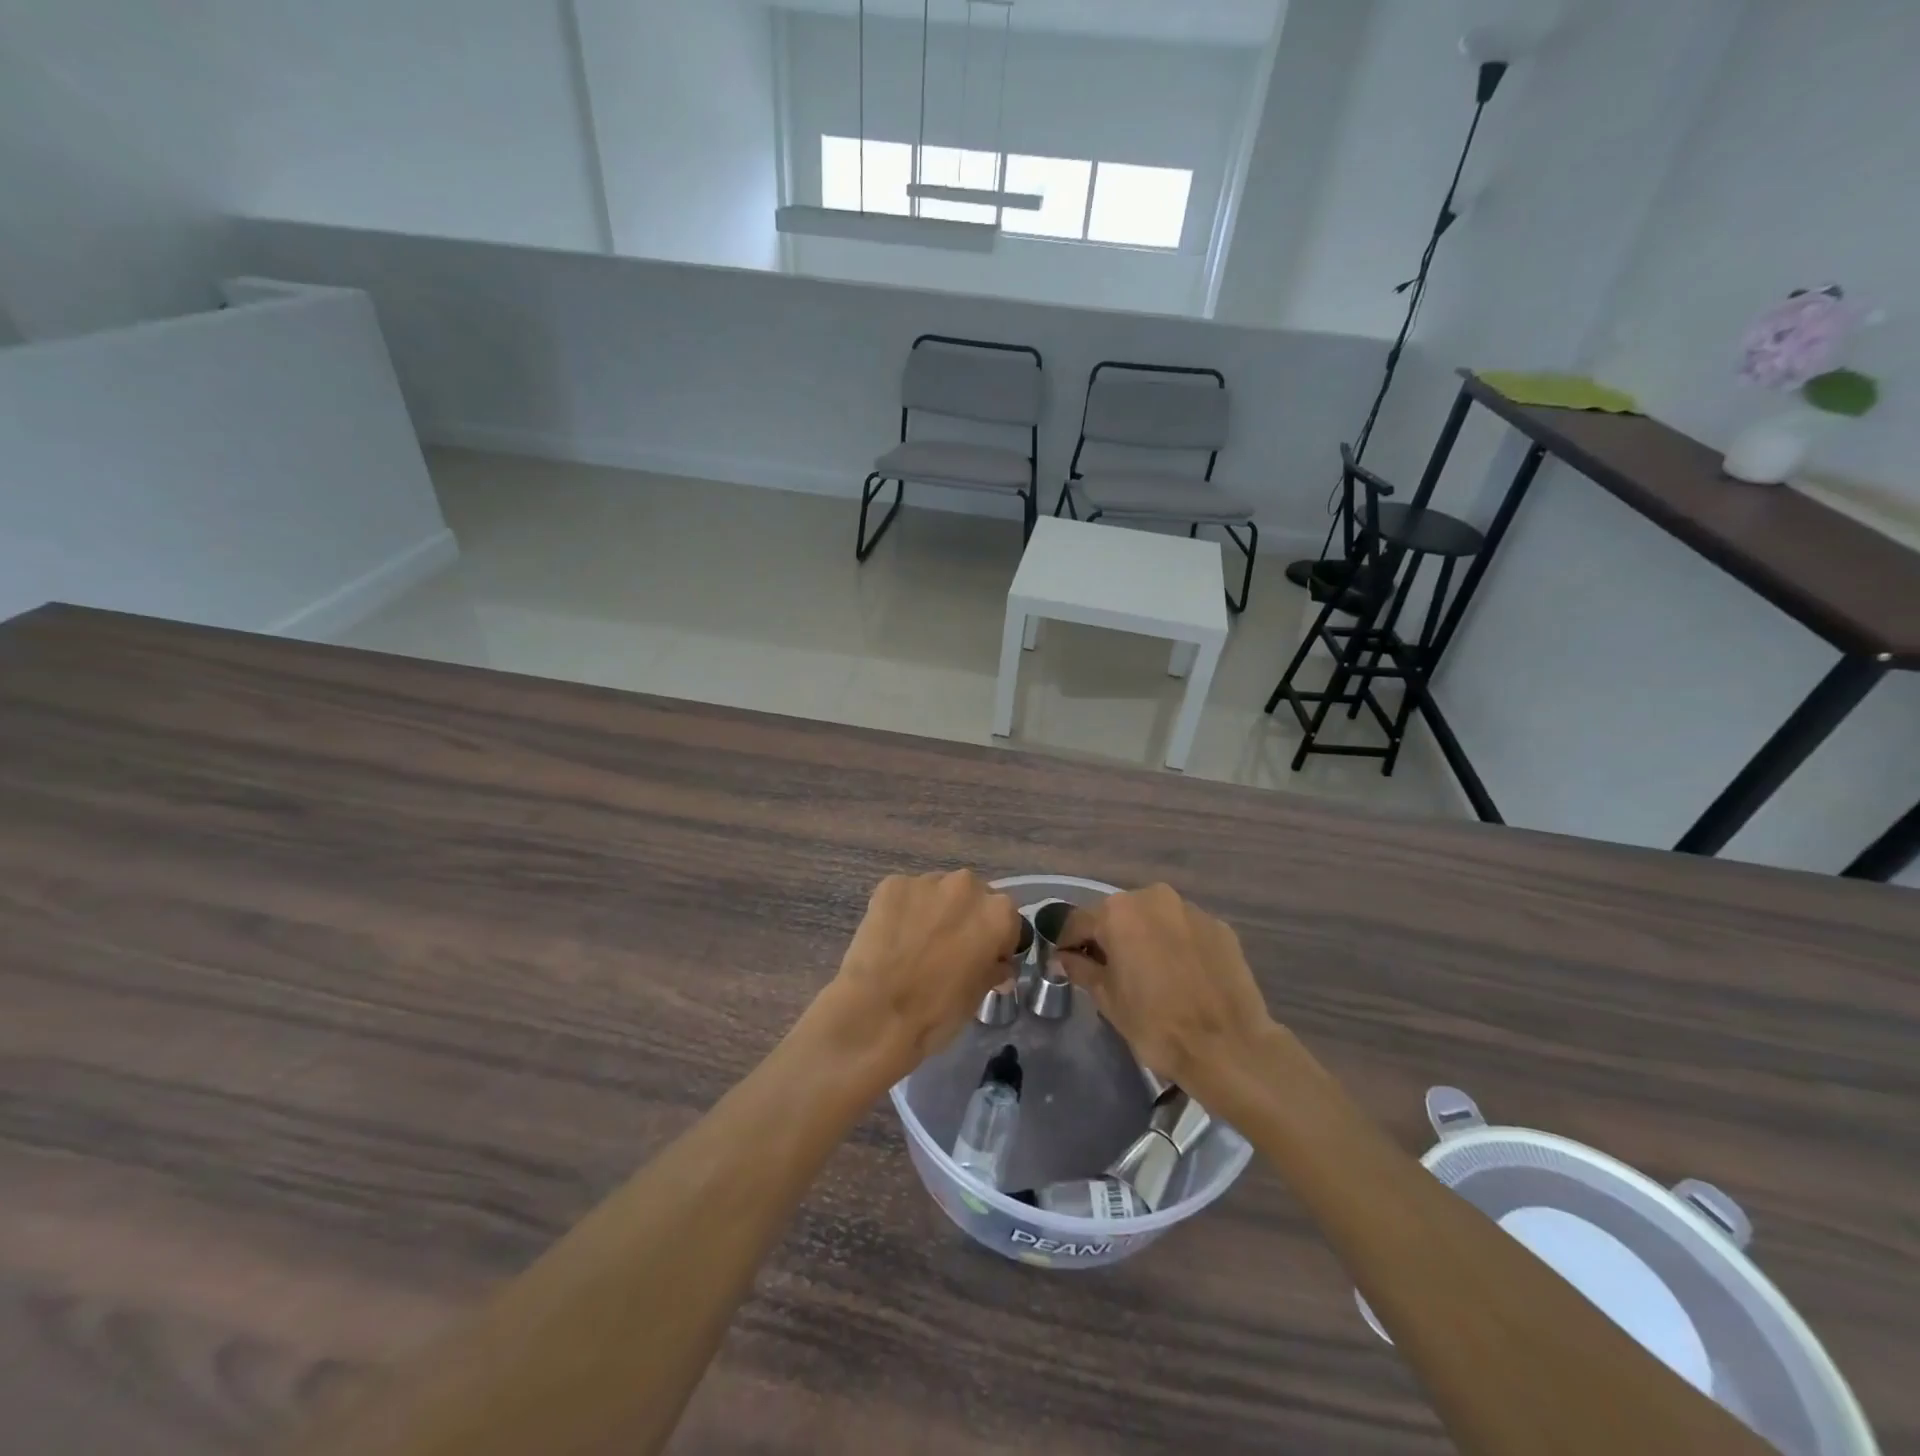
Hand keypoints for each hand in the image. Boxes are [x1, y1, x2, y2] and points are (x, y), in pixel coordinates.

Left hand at [813, 871, 1023, 1084]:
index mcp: (997, 913)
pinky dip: (903, 910)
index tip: (986, 959)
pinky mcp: (891, 885)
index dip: (998, 941)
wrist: (876, 1014)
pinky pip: (905, 895)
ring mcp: (926, 882)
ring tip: (917, 942)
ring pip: (938, 892)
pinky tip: (892, 937)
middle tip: (950, 948)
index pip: (1007, 920)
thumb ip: (993, 969)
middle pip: (972, 897)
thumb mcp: (978, 995)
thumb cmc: (937, 1011)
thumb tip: (999, 966)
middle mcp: (966, 886)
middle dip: (965, 918)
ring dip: (934, 910)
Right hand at [1054, 884, 1278, 1112]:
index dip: (1069, 944)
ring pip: (1154, 919)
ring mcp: (1190, 910)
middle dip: (1110, 938)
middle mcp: (1153, 898)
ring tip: (1149, 974)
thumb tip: (1065, 958)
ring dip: (1145, 938)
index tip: (1067, 964)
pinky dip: (1176, 945)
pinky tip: (1181, 976)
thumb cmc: (1156, 1023)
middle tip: (1109, 972)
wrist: (1229, 1046)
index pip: (1079, 922)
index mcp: (1118, 912)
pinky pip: (1185, 930)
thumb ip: (1081, 969)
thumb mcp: (1107, 999)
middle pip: (1119, 915)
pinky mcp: (1219, 926)